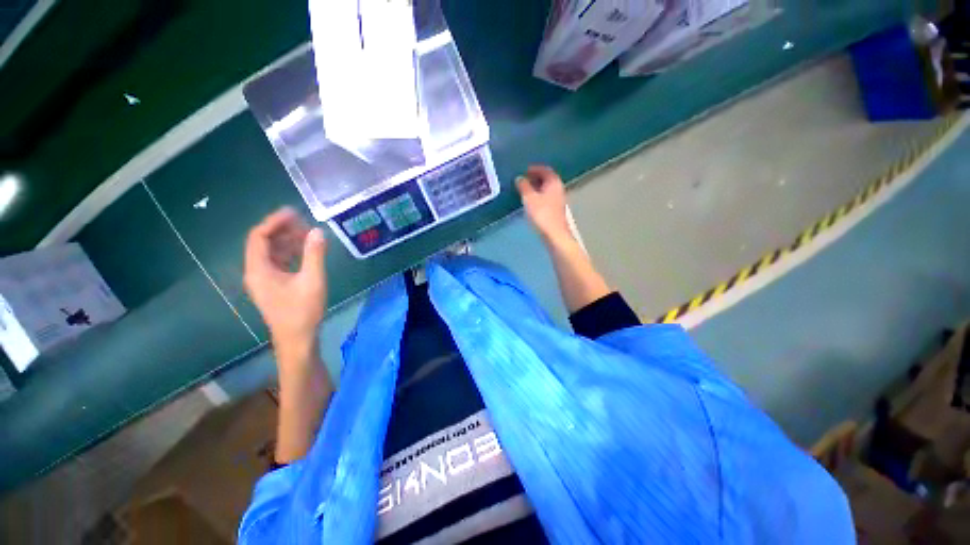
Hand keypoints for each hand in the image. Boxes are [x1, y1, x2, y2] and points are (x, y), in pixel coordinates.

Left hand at [244, 208, 327, 358]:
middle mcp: (256, 272)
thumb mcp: (312, 280)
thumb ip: (314, 254)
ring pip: (272, 252)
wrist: (297, 339)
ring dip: (288, 241)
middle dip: (283, 230)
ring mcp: (264, 280)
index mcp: (259, 269)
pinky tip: (307, 252)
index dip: (274, 222)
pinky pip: (279, 262)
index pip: (259, 236)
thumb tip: (318, 231)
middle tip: (305, 223)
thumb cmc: (302, 311)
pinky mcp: (274, 286)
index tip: (294, 212)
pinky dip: (291, 253)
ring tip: (309, 235)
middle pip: (264, 242)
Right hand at [516, 165, 571, 242]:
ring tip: (525, 191)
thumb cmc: (542, 214)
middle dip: (535, 178)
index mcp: (553, 182)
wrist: (554, 235)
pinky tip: (531, 203)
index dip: (534, 168)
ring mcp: (559, 200)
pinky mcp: (556, 211)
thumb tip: (519, 178)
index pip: (545, 169)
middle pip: (547, 179)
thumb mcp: (529, 198)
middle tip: (523, 180)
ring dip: (536, 188)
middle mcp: (558, 189)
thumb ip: (523, 186)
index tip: (524, 170)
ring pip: (547, 189)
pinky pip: (546, 198)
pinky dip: (539, 197)